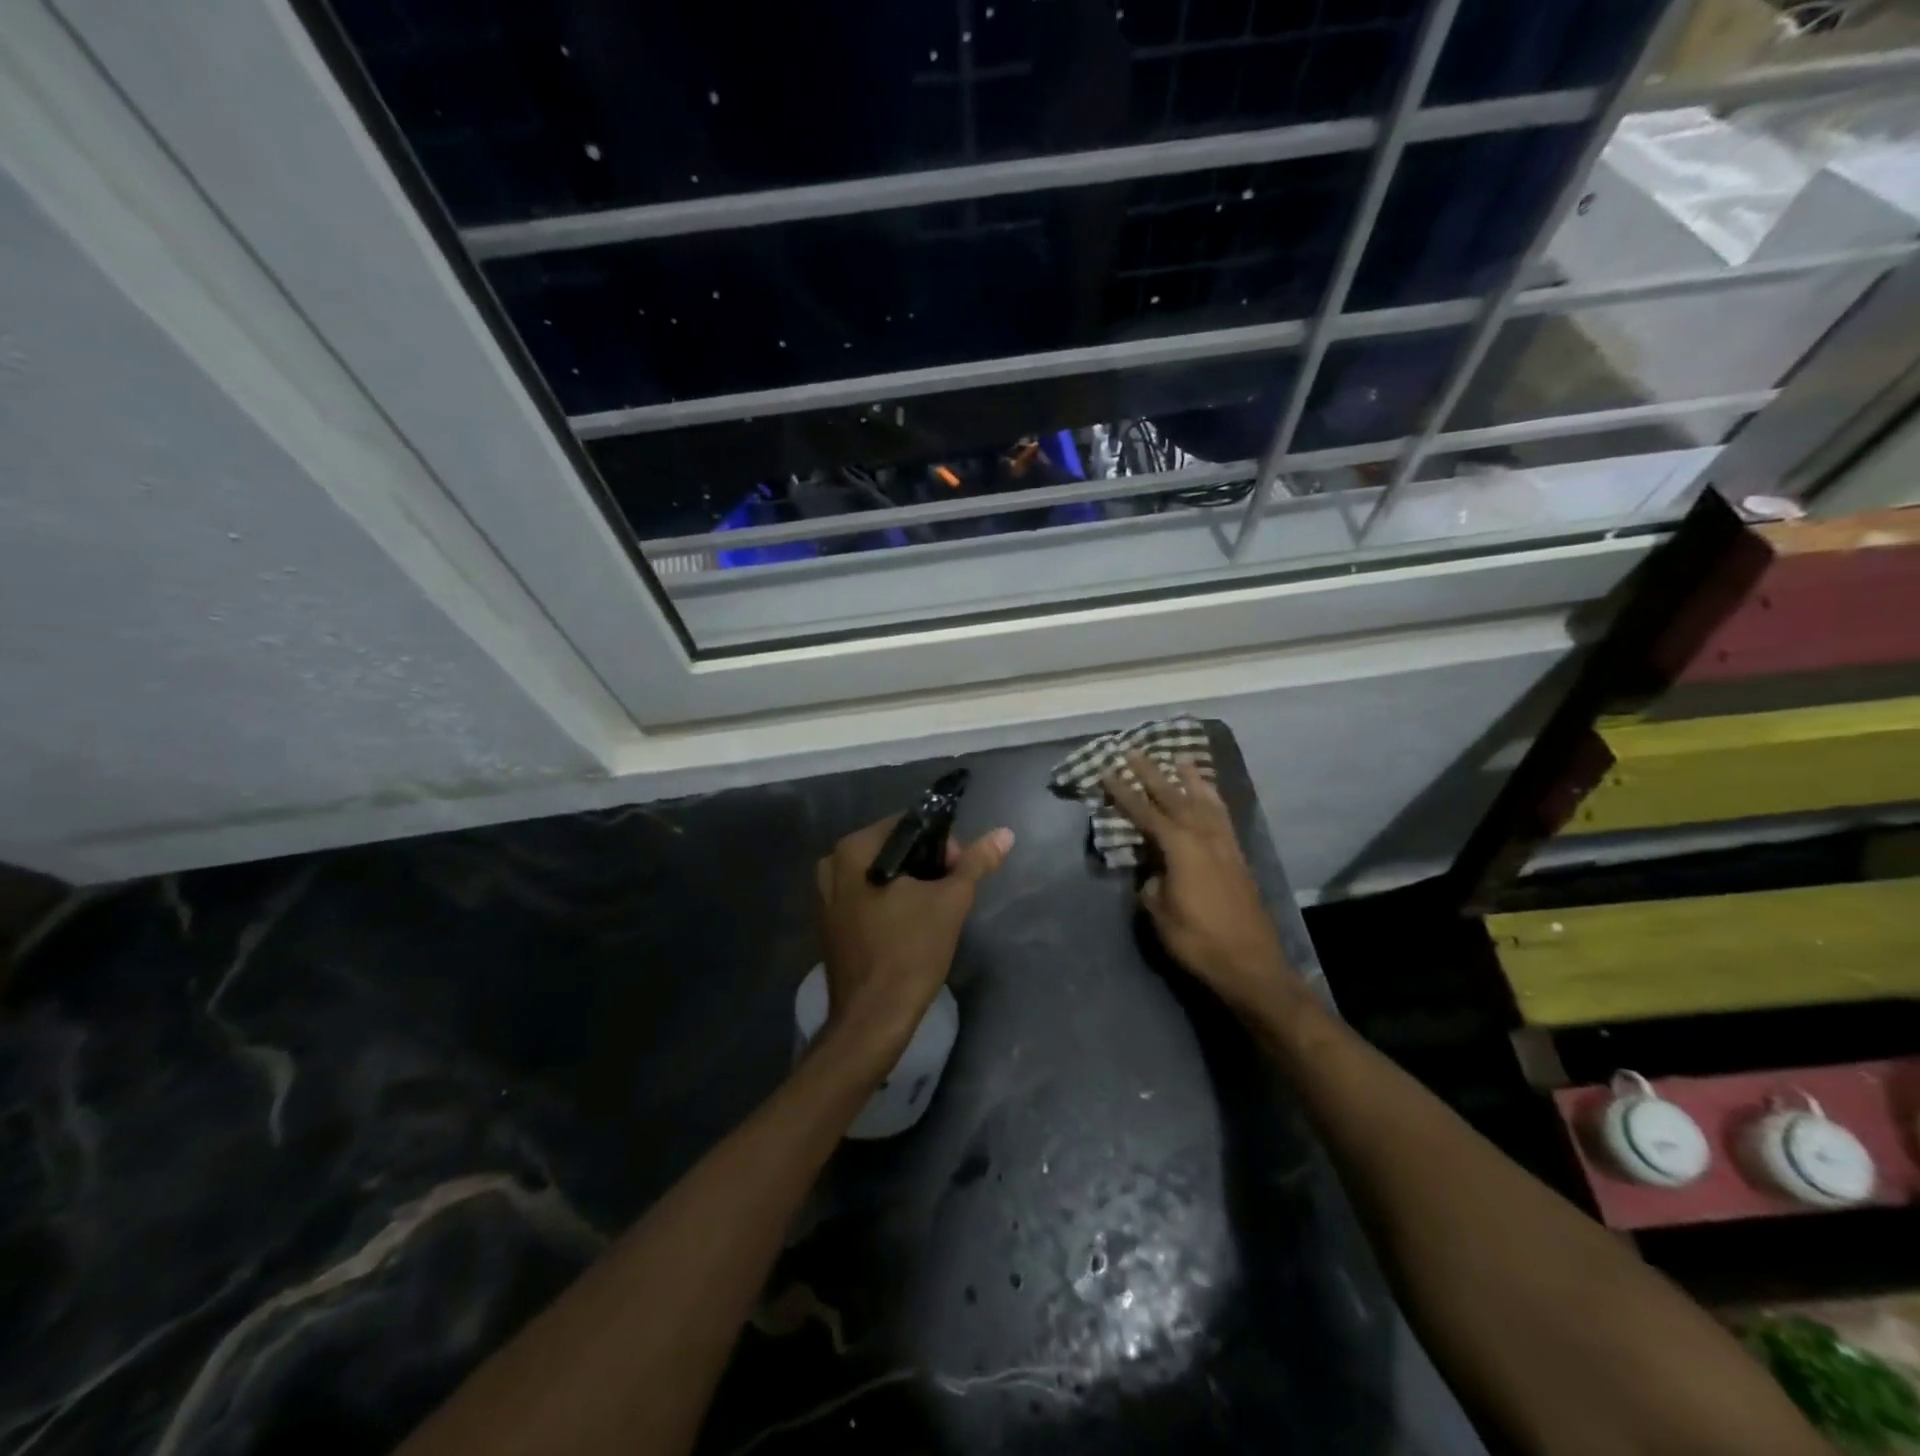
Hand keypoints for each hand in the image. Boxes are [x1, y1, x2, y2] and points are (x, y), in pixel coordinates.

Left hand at [814, 815, 1014, 1069]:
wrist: (873, 1018)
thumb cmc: (911, 952)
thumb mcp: (951, 902)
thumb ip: (976, 863)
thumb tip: (1004, 833)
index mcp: (855, 849)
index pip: (910, 825)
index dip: (943, 843)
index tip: (960, 872)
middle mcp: (833, 863)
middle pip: (894, 849)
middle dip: (927, 865)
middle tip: (951, 893)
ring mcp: (826, 895)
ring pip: (881, 873)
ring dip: (910, 884)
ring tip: (934, 910)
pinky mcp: (829, 921)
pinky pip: (866, 895)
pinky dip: (889, 901)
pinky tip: (909, 924)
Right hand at [1102, 753, 1300, 1022]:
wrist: (1251, 963)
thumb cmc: (1198, 940)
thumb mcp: (1160, 913)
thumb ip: (1151, 883)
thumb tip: (1153, 871)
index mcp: (1179, 847)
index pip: (1145, 813)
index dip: (1123, 793)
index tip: (1107, 773)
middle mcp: (1203, 836)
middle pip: (1173, 797)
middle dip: (1152, 774)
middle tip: (1134, 751)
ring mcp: (1224, 844)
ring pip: (1203, 801)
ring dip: (1188, 778)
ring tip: (1178, 758)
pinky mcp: (1237, 856)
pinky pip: (1223, 816)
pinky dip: (1213, 799)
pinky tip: (1208, 795)